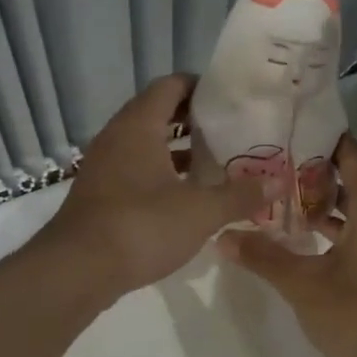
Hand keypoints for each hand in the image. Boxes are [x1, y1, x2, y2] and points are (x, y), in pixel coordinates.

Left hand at [38, 75, 275, 302]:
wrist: (76, 270)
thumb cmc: (141, 227)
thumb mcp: (200, 211)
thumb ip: (240, 195)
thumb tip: (279, 182)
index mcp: (138, 125)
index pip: (171, 86)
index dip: (201, 87)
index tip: (232, 100)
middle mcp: (117, 137)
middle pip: (158, 113)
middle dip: (194, 120)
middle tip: (230, 131)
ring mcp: (104, 166)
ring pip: (145, 144)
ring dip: (176, 150)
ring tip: (214, 162)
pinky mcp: (100, 194)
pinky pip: (134, 169)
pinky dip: (160, 174)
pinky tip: (185, 196)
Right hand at [216, 136, 356, 356]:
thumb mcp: (302, 284)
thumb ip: (263, 256)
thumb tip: (222, 237)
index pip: (351, 156)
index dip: (322, 141)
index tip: (289, 132)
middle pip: (355, 179)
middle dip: (317, 171)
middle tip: (275, 163)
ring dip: (327, 201)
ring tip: (283, 195)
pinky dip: (339, 226)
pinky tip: (307, 235)